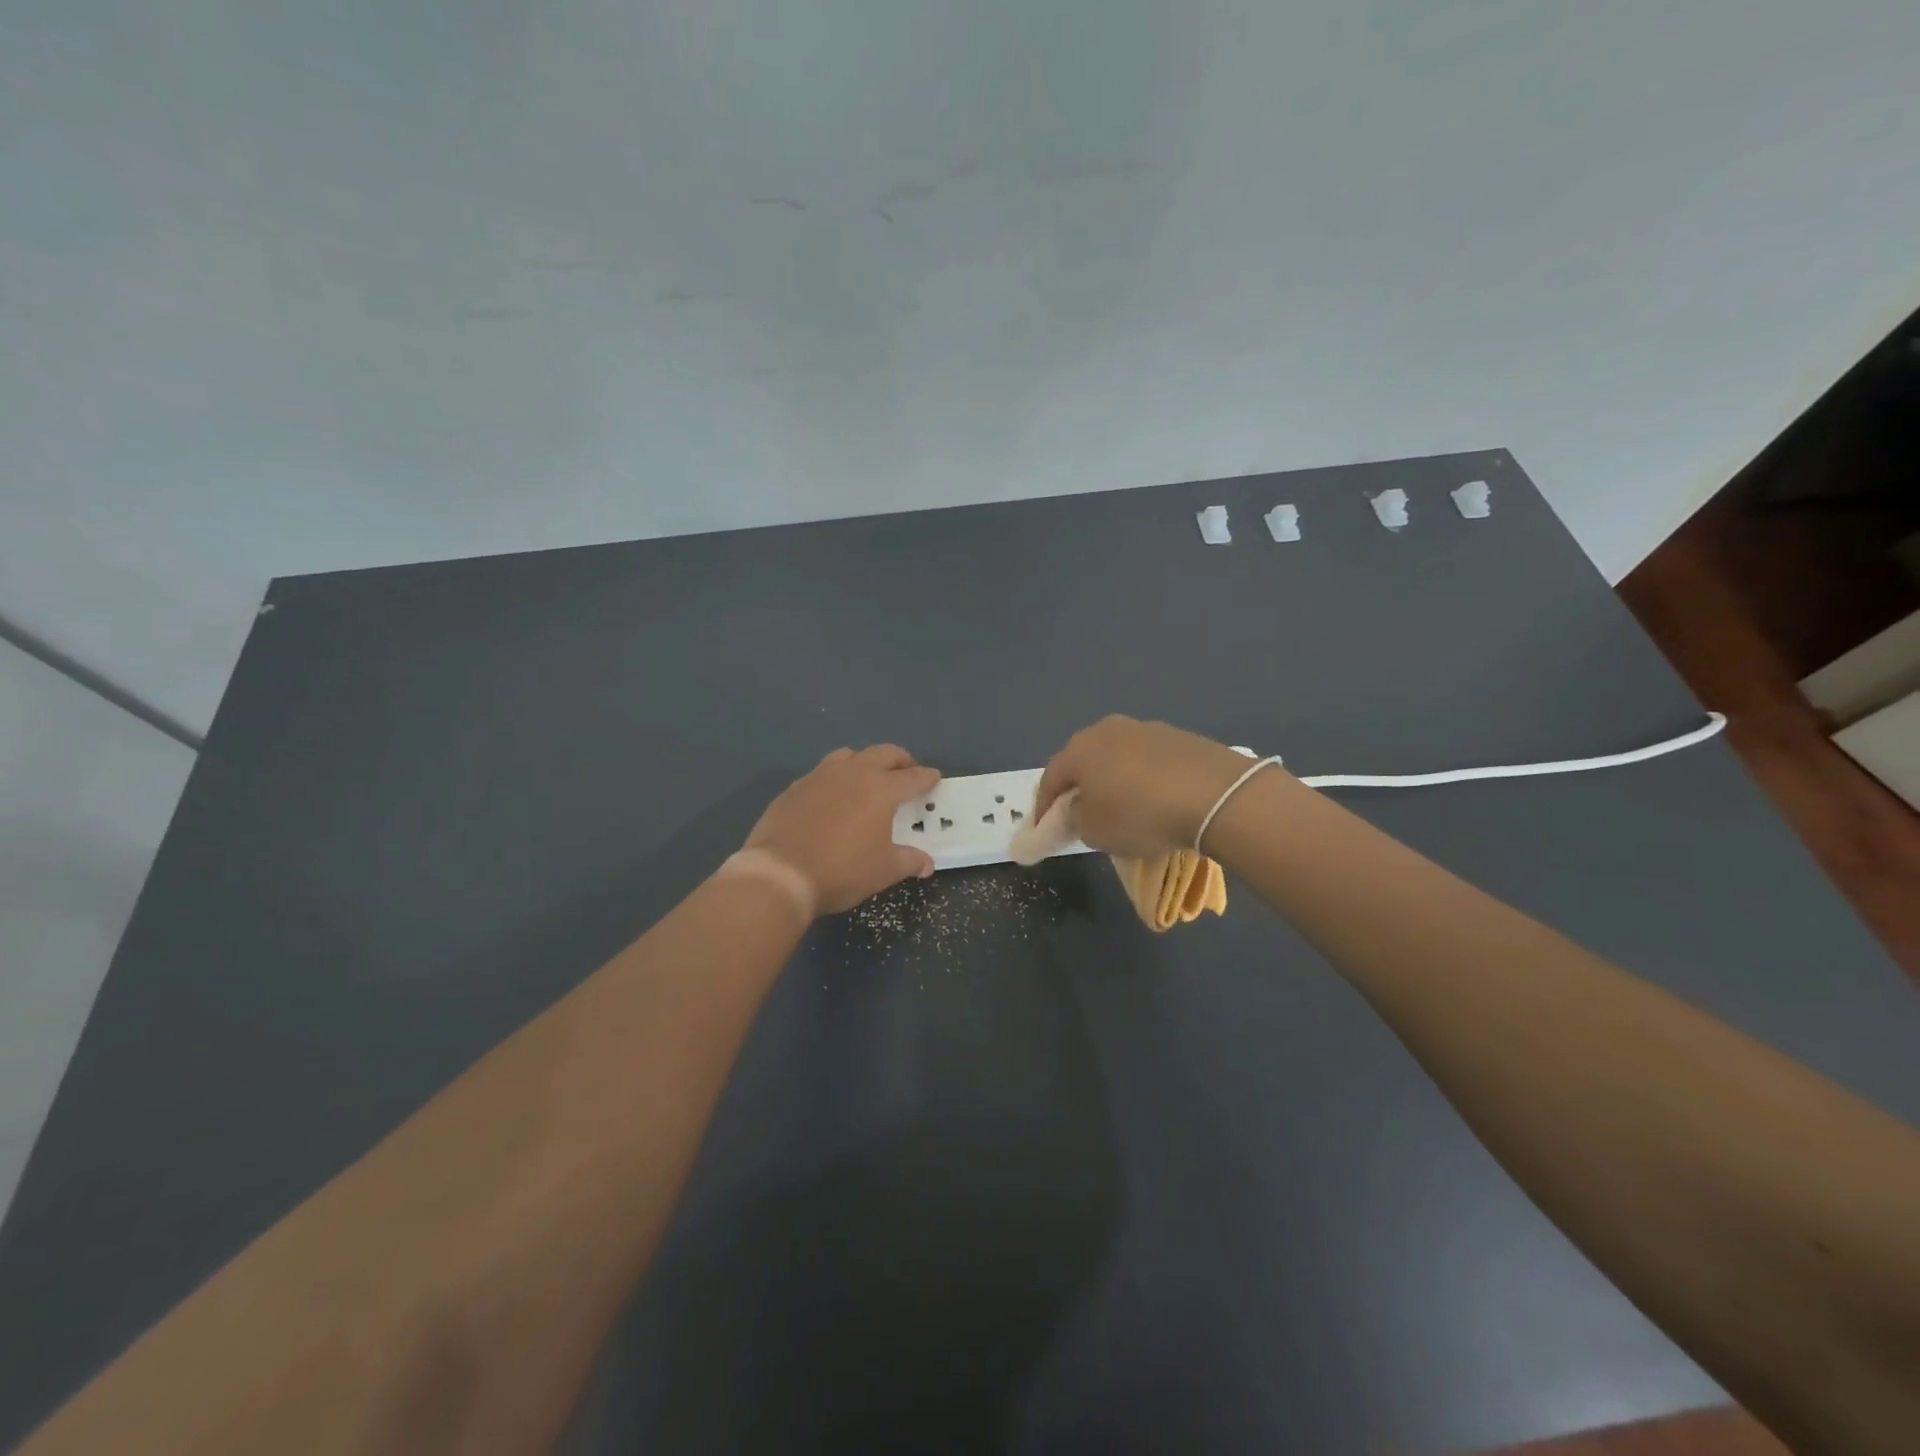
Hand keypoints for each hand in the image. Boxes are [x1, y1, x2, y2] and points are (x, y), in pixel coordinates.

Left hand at [744, 745, 940, 914]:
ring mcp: (820, 776)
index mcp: (881, 789)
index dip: (927, 778)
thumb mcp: (884, 871)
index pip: (913, 777)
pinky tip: (832, 797)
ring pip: (849, 755)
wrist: (780, 874)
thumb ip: (909, 861)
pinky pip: (821, 773)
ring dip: (865, 762)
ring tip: (868, 778)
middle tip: (907, 772)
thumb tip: (926, 864)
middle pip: (883, 753)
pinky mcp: (794, 788)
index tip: (934, 778)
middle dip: (900, 760)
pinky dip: (835, 778)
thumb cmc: (842, 871)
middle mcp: (853, 773)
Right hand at [1033, 716, 1260, 857]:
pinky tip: (1155, 801)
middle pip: (1083, 762)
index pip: (1050, 779)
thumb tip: (1077, 811)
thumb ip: (1074, 820)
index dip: (1043, 807)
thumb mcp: (1093, 831)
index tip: (1044, 829)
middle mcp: (1107, 730)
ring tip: (1122, 809)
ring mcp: (1145, 729)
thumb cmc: (1139, 814)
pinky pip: (1148, 761)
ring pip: (1117, 758)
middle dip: (1079, 788)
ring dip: (1113, 781)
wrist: (1214, 795)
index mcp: (1079, 748)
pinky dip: (1144, 779)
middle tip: (1081, 815)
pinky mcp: (1178, 737)